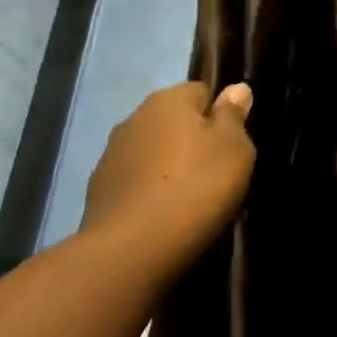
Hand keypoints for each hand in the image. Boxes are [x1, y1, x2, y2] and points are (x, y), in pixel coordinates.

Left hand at [81, 82, 254, 267]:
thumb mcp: (234, 150)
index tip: (232, 144)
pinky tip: (162, 214)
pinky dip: (148, 190)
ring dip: (168, 165)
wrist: (131, 248)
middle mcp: (135, 117)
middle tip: (215, 172)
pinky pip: (135, 180)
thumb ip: (234, 117)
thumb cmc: (195, 189)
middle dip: (192, 139)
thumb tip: (237, 88)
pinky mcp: (99, 189)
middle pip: (173, 120)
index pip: (201, 90)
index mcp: (169, 100)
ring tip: (189, 197)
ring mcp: (112, 153)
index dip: (220, 114)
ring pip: (151, 150)